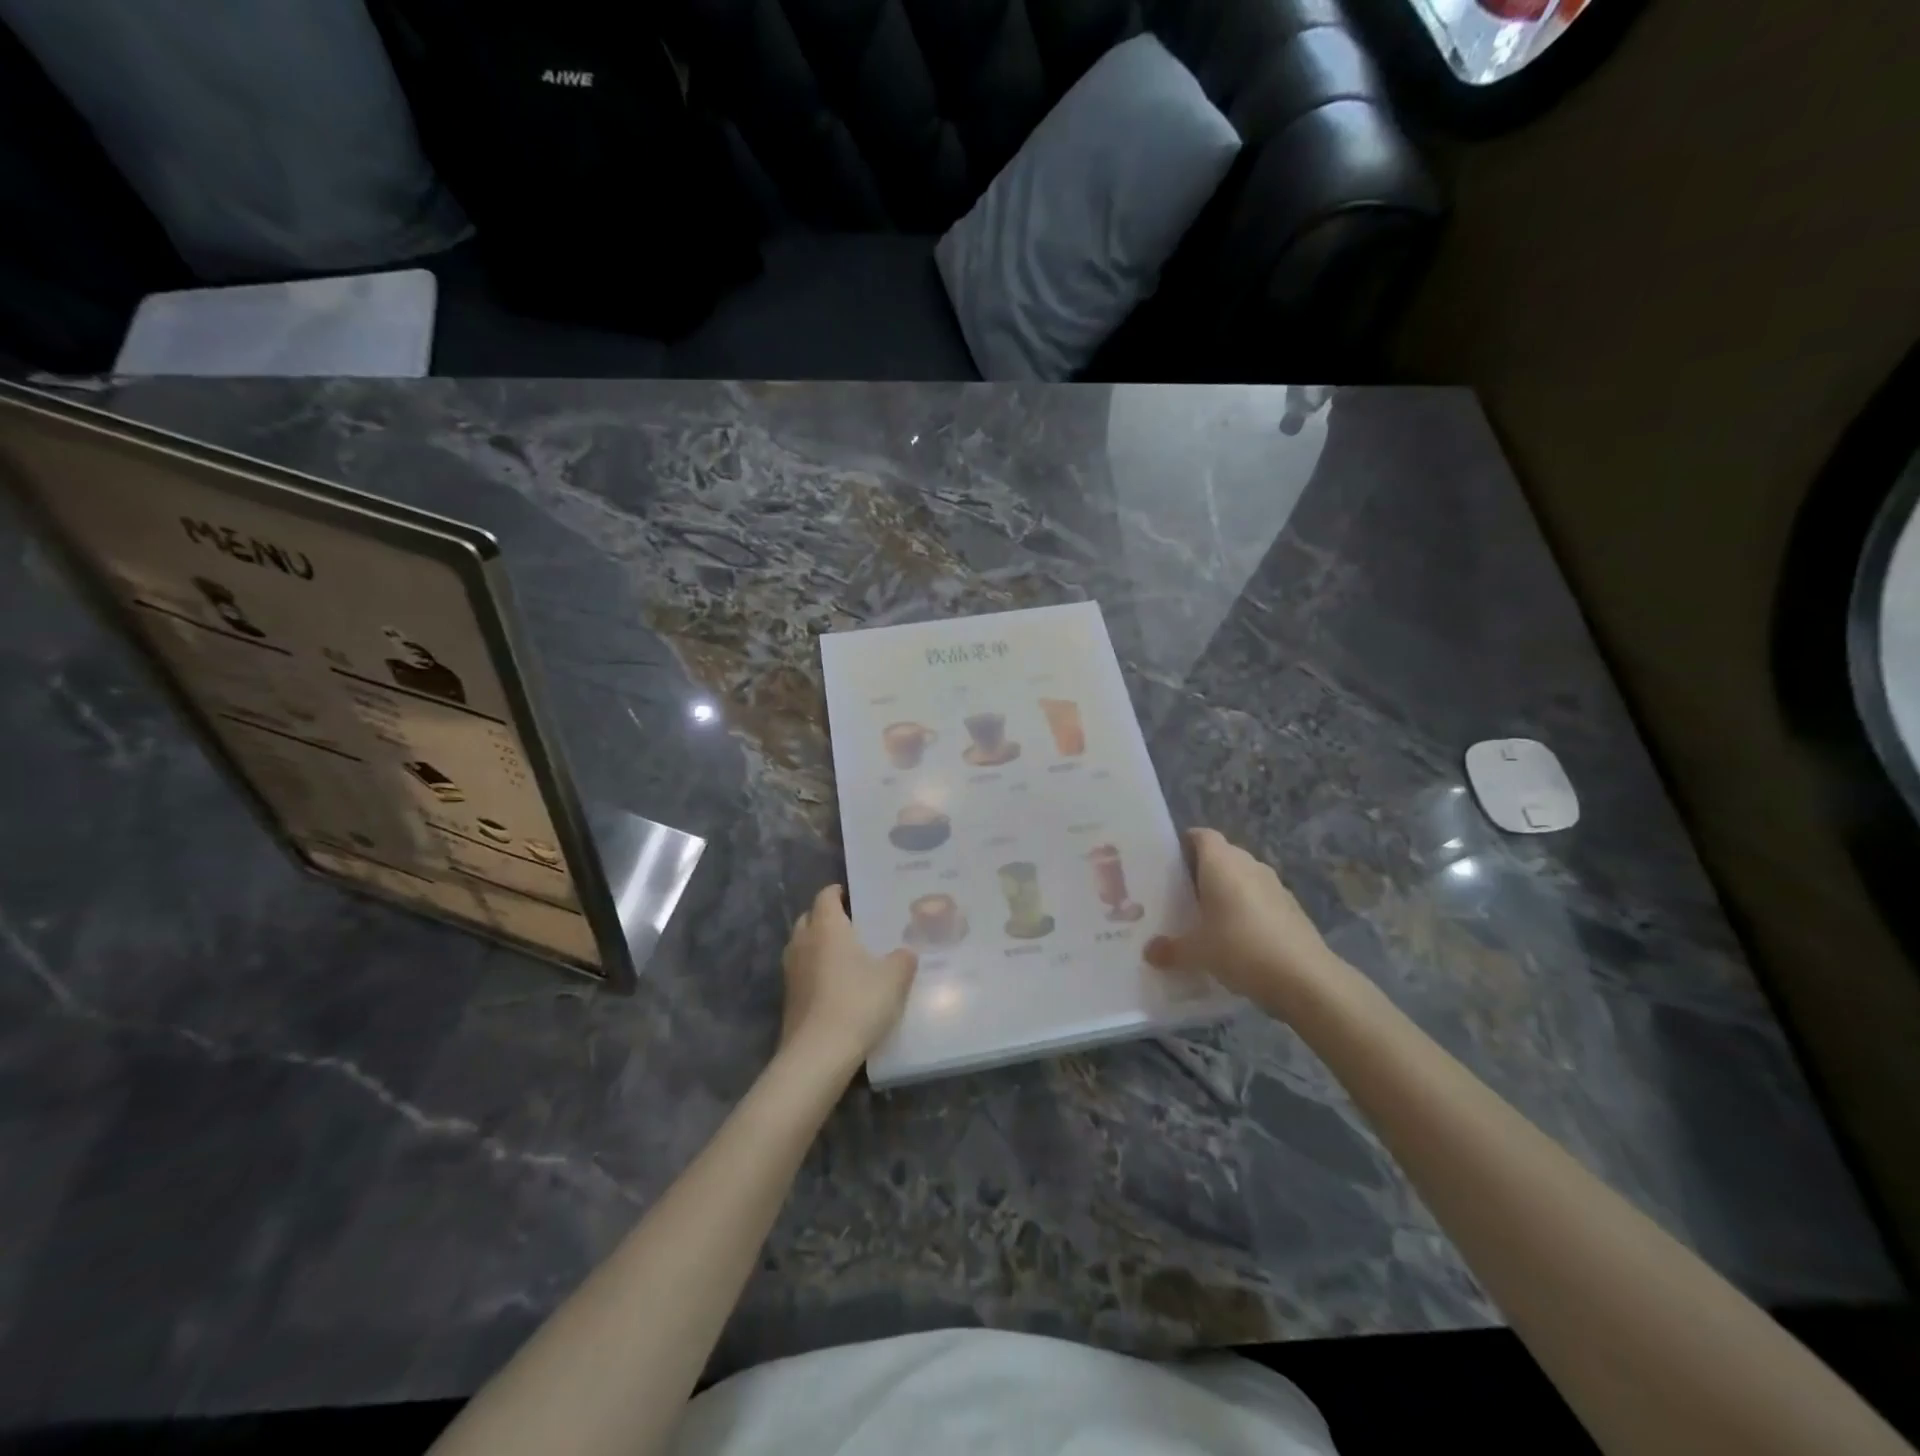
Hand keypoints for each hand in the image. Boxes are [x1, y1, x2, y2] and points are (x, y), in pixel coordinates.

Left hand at [779, 885, 917, 1071]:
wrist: (819, 1053)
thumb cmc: (858, 1002)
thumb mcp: (895, 978)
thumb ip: (903, 959)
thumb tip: (905, 952)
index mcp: (827, 927)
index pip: (826, 897)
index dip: (837, 892)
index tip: (850, 894)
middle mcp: (804, 942)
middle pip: (809, 918)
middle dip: (825, 917)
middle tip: (850, 924)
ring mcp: (791, 971)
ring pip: (801, 945)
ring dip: (817, 944)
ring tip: (843, 954)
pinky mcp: (788, 998)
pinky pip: (801, 972)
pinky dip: (814, 970)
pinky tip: (834, 984)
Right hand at [1146, 828, 1343, 1014]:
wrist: (1306, 979)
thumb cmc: (1240, 949)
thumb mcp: (1196, 952)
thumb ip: (1170, 949)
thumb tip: (1150, 952)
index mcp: (1222, 863)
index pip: (1201, 836)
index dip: (1184, 844)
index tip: (1167, 865)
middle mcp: (1249, 865)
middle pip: (1221, 856)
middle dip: (1201, 871)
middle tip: (1179, 896)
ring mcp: (1274, 885)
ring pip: (1242, 878)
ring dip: (1226, 892)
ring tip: (1206, 918)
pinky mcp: (1291, 908)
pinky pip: (1260, 899)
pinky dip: (1246, 910)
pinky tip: (1236, 939)